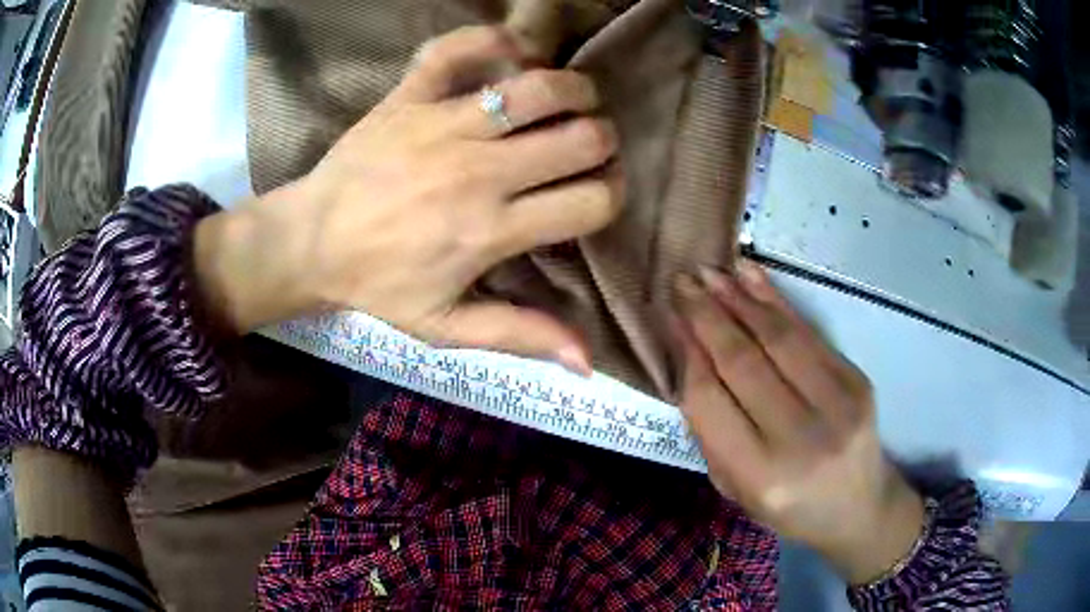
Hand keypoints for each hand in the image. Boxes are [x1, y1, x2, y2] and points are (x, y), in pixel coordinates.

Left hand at [194, 26, 622, 372]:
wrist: (308, 242)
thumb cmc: (378, 285)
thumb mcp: (445, 327)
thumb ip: (519, 336)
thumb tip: (586, 363)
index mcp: (491, 230)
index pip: (591, 202)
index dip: (612, 195)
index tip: (600, 192)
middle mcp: (478, 171)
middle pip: (581, 139)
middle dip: (602, 141)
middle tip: (590, 145)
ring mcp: (442, 124)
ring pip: (538, 87)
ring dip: (573, 89)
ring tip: (573, 98)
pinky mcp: (408, 95)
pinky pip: (455, 49)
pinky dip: (491, 39)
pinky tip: (511, 52)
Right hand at [673, 261, 924, 583]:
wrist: (858, 506)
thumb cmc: (788, 507)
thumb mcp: (735, 488)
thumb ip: (711, 430)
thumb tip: (691, 357)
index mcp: (762, 474)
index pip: (710, 399)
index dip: (688, 352)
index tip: (670, 317)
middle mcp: (801, 436)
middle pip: (743, 360)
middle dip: (707, 315)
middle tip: (682, 282)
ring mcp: (837, 403)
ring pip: (778, 337)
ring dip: (739, 298)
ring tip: (710, 272)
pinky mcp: (857, 380)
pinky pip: (808, 332)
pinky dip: (776, 300)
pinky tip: (751, 276)